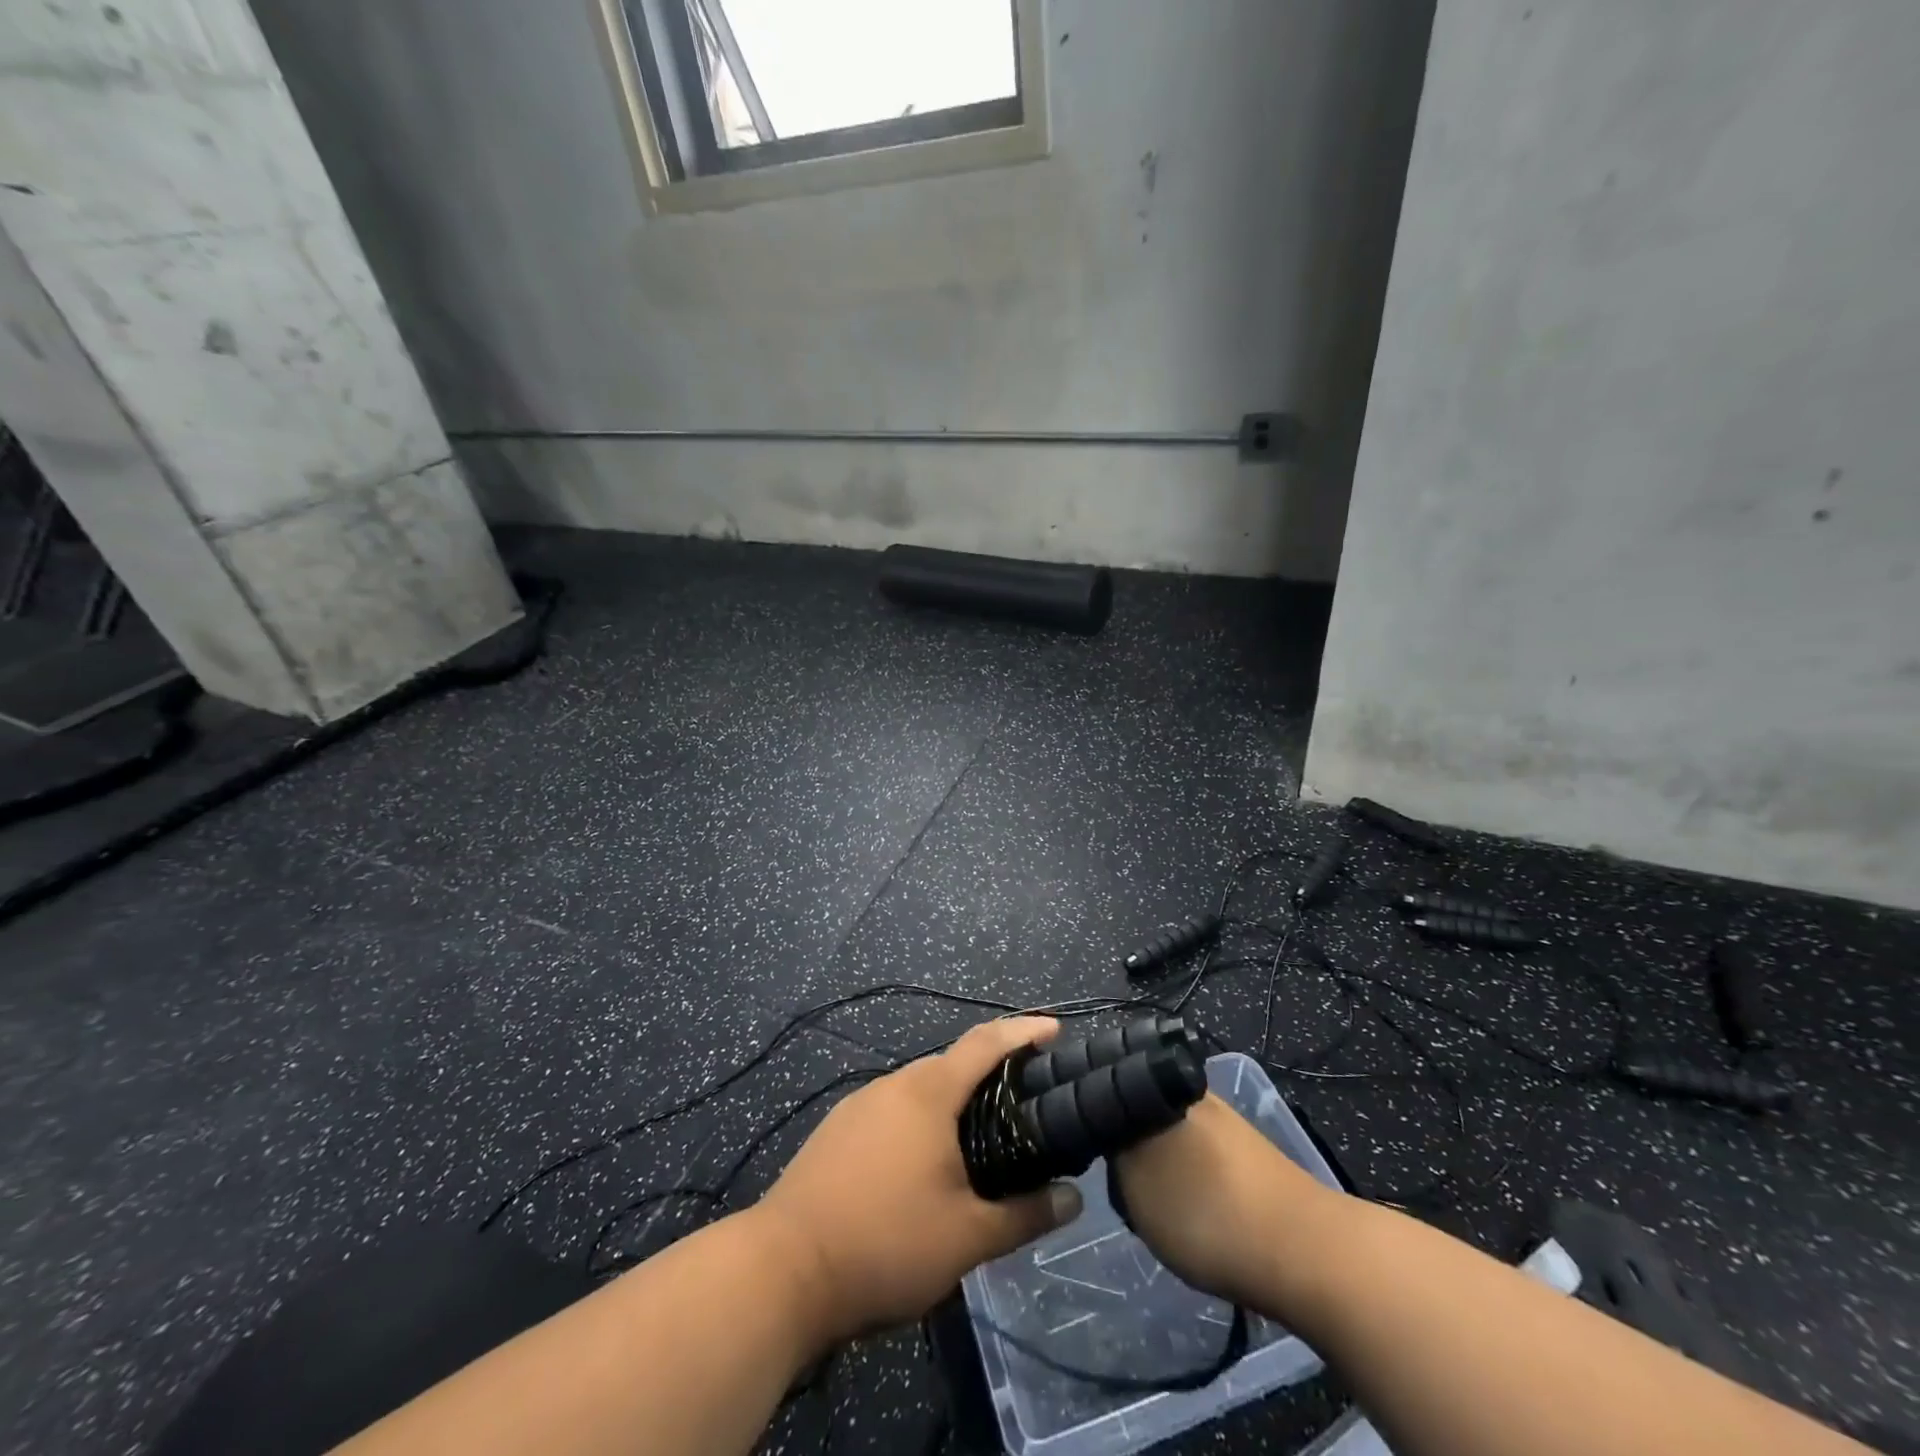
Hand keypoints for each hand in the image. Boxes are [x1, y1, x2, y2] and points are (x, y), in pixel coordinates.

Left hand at [754, 1017, 1083, 1346]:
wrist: (783, 1270)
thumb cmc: (885, 1243)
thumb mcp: (967, 1239)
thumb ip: (1024, 1215)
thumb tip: (1073, 1199)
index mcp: (928, 1093)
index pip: (985, 1043)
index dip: (1022, 1032)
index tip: (1053, 1030)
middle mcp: (893, 1085)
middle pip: (951, 1064)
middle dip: (989, 1073)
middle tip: (1024, 1099)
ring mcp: (858, 1105)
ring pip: (918, 1090)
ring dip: (952, 1102)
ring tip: (979, 1135)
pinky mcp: (836, 1131)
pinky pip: (892, 1111)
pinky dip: (920, 1121)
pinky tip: (924, 1162)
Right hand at [1113, 1093, 1336, 1308]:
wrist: (1308, 1254)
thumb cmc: (1209, 1213)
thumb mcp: (1135, 1185)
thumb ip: (1112, 1151)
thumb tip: (1102, 1129)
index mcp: (1162, 1084)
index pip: (1110, 1087)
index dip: (1093, 1119)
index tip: (1085, 1151)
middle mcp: (1194, 1093)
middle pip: (1140, 1112)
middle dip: (1128, 1145)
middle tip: (1123, 1186)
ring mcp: (1227, 1123)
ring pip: (1171, 1136)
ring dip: (1160, 1166)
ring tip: (1157, 1206)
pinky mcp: (1250, 1155)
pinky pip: (1201, 1159)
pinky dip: (1191, 1182)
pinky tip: (1195, 1213)